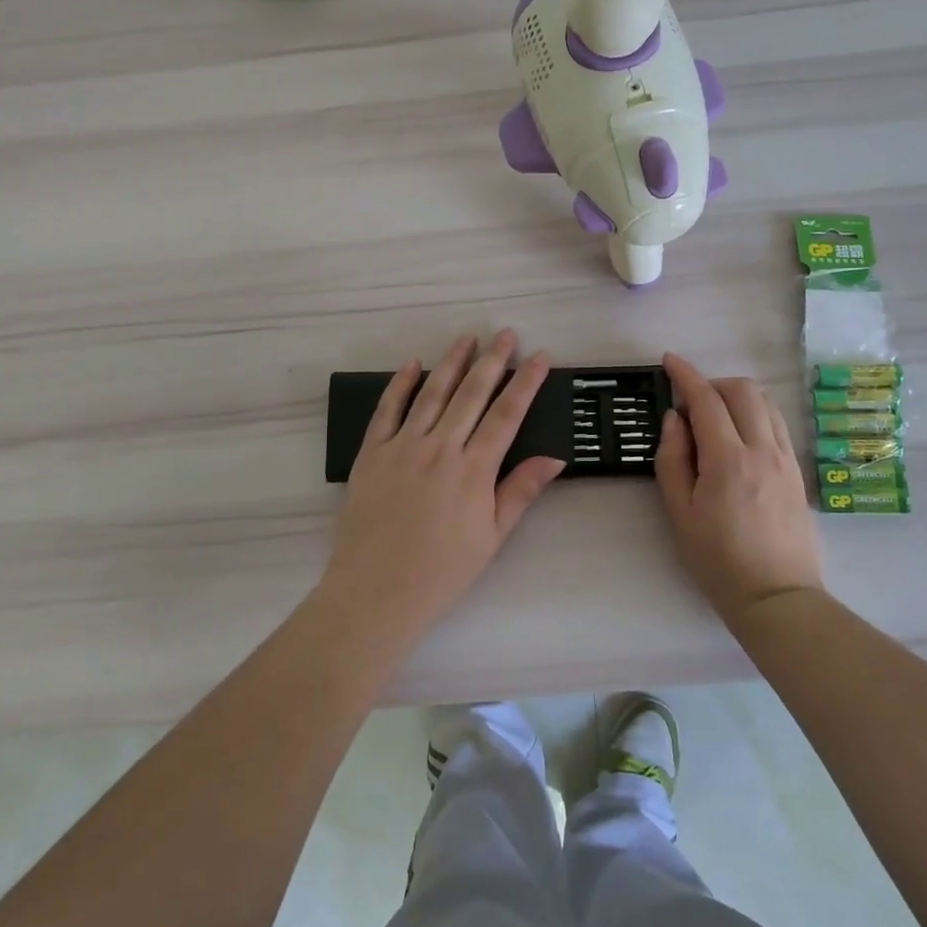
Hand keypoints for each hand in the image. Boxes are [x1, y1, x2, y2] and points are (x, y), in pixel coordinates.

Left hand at [320, 330, 564, 629]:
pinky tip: (412, 364)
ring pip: (431, 393)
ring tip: (467, 338)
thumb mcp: (492, 536)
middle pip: (471, 394)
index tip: (540, 357)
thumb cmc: (442, 571)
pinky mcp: (371, 453)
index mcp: (473, 469)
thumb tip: (556, 457)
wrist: (376, 592)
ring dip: (452, 363)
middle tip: (506, 334)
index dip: (526, 383)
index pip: (506, 414)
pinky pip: (387, 410)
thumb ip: (520, 491)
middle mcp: (439, 448)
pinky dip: (399, 384)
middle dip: (492, 360)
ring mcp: (401, 447)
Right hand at [655, 353, 826, 625]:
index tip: (668, 361)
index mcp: (728, 460)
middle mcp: (763, 450)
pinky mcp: (798, 471)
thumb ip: (672, 459)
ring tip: (714, 418)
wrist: (776, 596)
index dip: (685, 374)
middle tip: (689, 404)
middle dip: (712, 383)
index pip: (706, 400)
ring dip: (736, 396)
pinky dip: (755, 413)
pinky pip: (778, 423)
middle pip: (742, 390)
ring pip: (765, 402)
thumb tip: (675, 420)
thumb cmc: (717, 560)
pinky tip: (739, 436)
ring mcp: (786, 458)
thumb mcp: (680, 513)